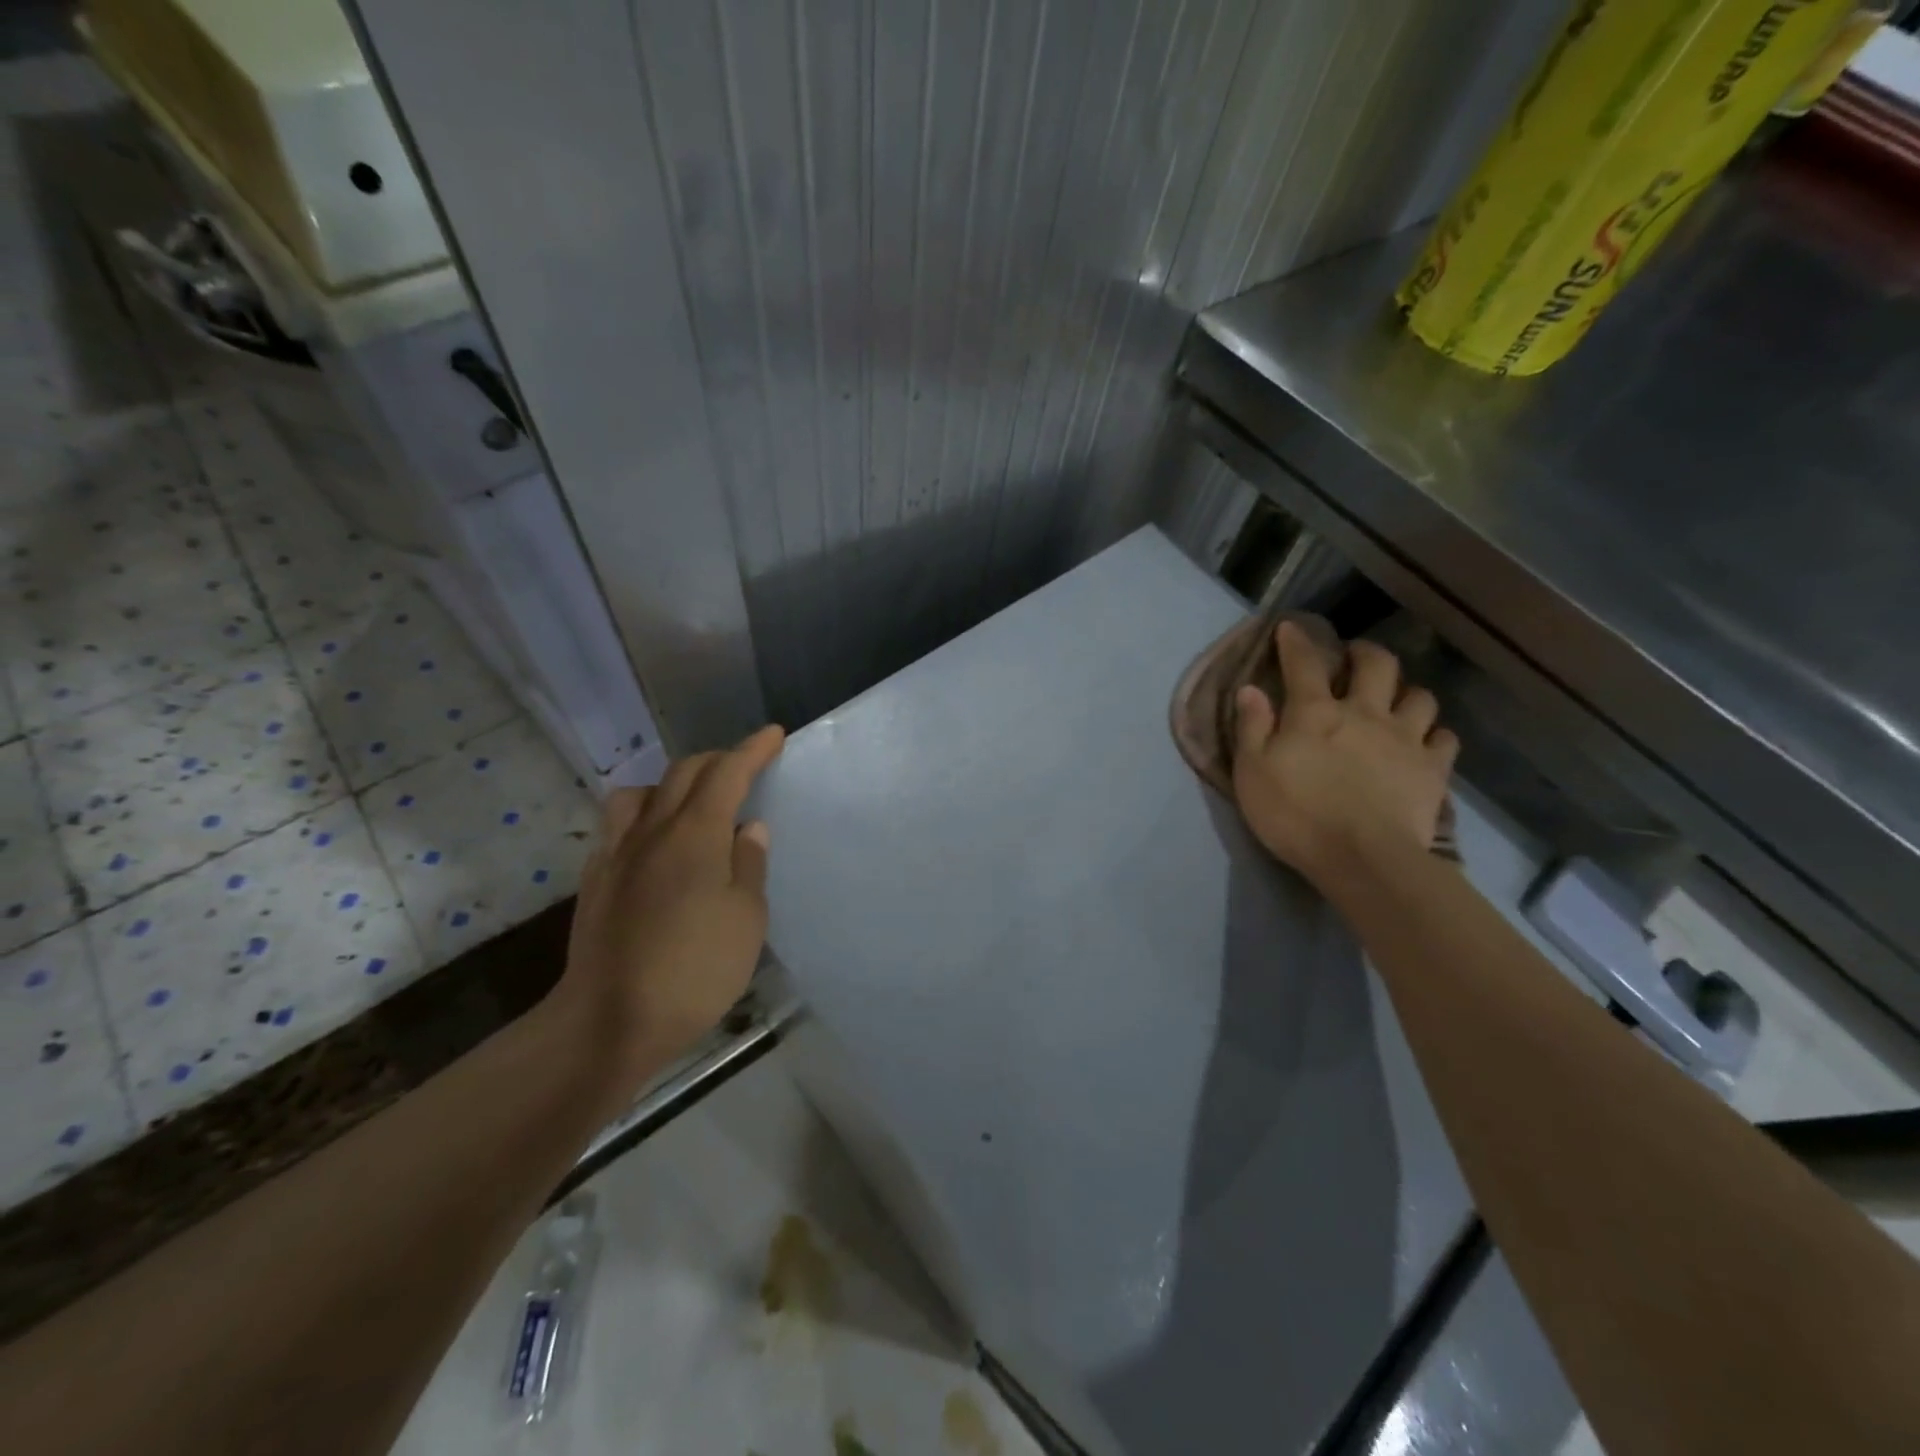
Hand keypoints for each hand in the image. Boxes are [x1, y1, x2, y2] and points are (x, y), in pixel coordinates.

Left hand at [550, 725, 784, 1106]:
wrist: (609, 1020)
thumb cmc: (694, 969)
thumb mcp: (745, 918)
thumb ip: (749, 864)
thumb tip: (749, 827)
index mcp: (696, 834)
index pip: (727, 773)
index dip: (753, 750)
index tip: (773, 734)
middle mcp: (652, 830)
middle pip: (684, 773)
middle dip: (718, 760)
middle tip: (745, 766)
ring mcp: (617, 853)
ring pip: (641, 792)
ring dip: (673, 782)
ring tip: (692, 802)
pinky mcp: (596, 879)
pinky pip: (619, 823)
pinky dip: (644, 813)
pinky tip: (654, 842)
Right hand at [1232, 622, 1457, 892]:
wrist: (1363, 858)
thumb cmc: (1296, 816)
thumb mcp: (1252, 773)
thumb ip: (1252, 728)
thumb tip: (1250, 689)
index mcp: (1315, 713)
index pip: (1304, 663)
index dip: (1297, 641)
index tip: (1291, 627)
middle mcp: (1365, 713)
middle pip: (1377, 665)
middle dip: (1366, 652)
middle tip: (1356, 657)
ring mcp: (1406, 739)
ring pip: (1419, 695)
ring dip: (1406, 692)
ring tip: (1396, 701)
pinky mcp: (1433, 769)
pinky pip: (1445, 738)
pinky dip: (1435, 734)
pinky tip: (1425, 742)